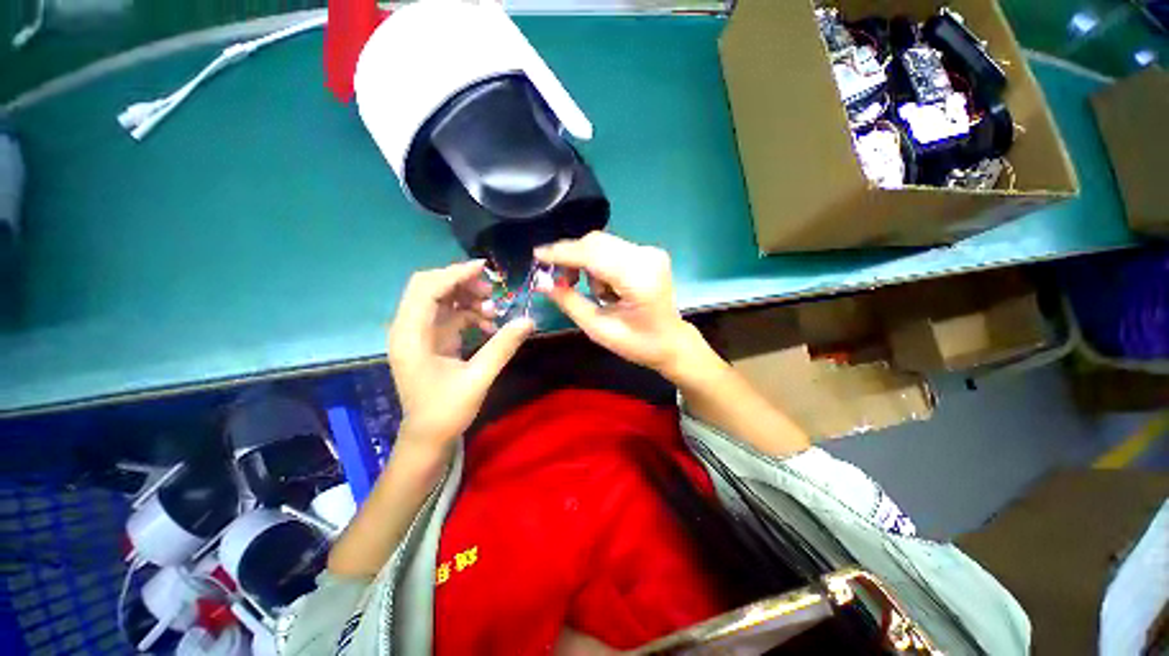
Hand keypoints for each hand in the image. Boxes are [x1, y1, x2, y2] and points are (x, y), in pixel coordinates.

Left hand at [387, 260, 533, 448]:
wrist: (428, 438)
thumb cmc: (447, 411)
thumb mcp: (478, 378)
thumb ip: (502, 347)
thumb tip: (528, 320)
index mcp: (411, 336)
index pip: (426, 289)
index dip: (454, 274)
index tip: (485, 269)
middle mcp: (409, 329)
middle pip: (430, 288)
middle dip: (462, 284)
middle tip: (492, 293)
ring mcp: (419, 334)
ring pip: (442, 300)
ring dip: (468, 299)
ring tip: (494, 311)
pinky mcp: (431, 341)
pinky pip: (450, 316)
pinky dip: (470, 315)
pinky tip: (490, 326)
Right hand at [535, 232, 698, 377]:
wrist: (671, 341)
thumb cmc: (638, 344)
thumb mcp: (599, 329)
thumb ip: (570, 303)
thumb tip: (543, 283)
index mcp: (638, 279)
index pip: (593, 255)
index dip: (563, 253)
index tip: (538, 255)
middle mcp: (647, 257)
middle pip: (597, 242)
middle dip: (572, 258)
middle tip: (560, 281)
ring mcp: (650, 252)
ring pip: (602, 244)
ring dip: (586, 263)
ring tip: (590, 292)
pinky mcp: (648, 253)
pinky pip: (612, 249)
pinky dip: (598, 264)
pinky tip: (604, 286)